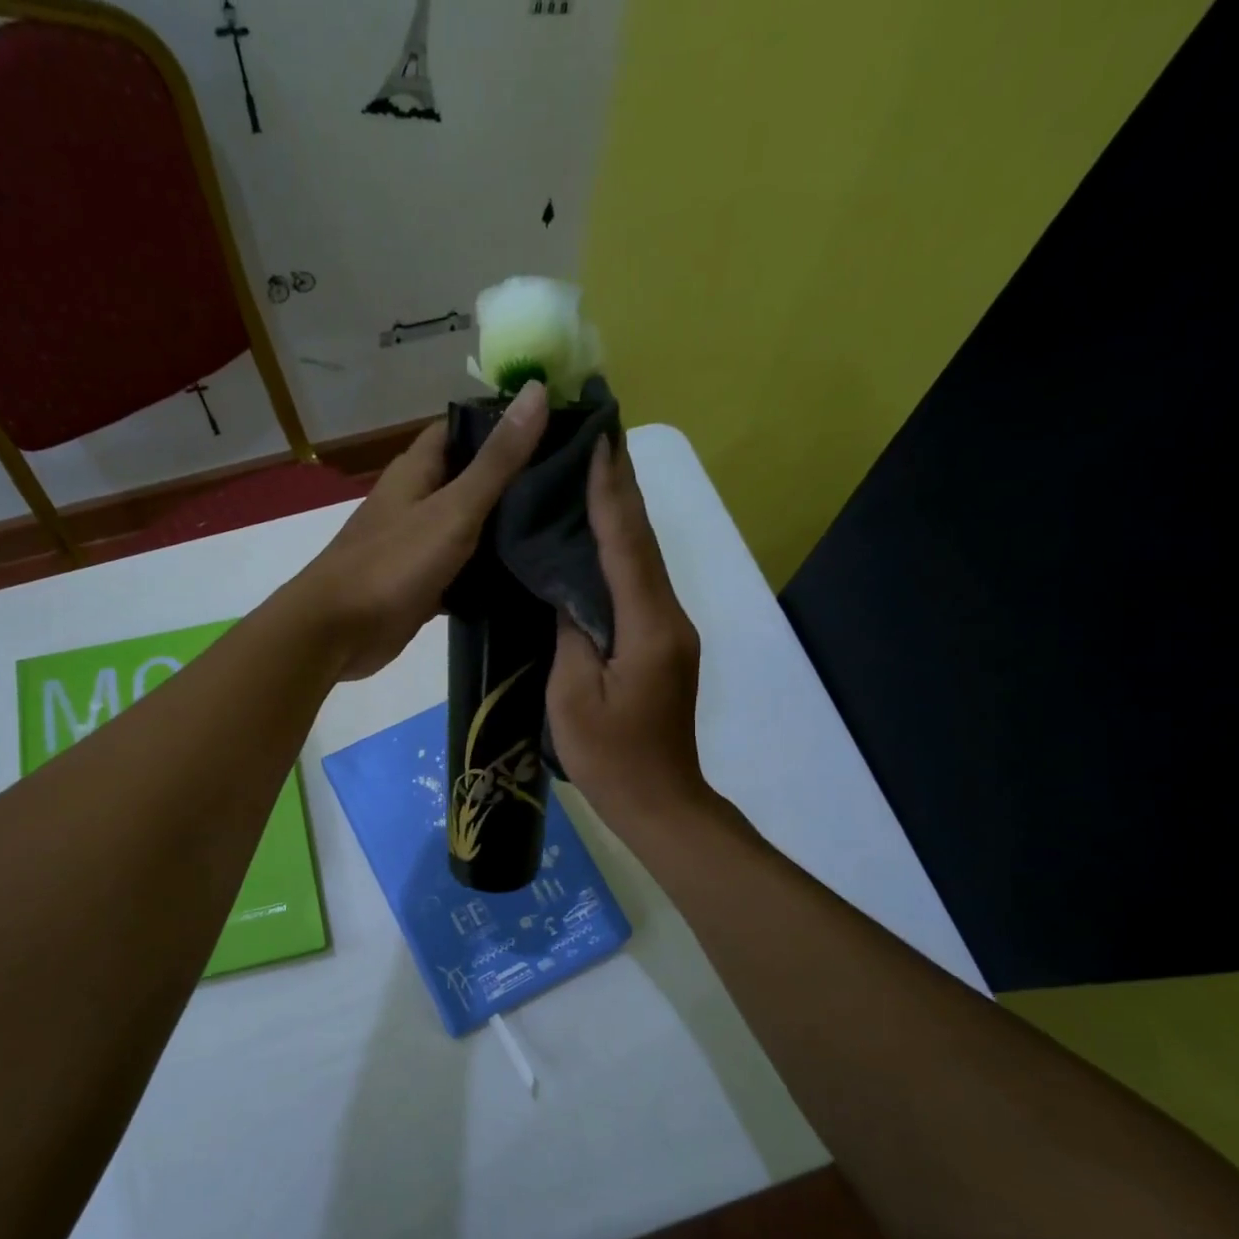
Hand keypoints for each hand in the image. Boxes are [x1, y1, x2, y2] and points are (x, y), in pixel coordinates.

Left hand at [290, 381, 549, 680]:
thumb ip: (497, 460)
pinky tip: (525, 576)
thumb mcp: (454, 508)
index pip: (463, 428)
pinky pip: (460, 570)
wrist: (339, 632)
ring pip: (467, 527)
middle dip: (513, 480)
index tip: (556, 428)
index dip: (504, 424)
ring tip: (559, 526)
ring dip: (502, 529)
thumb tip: (537, 389)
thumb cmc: (393, 564)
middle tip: (569, 484)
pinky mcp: (420, 583)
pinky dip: (485, 573)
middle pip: (469, 478)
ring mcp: (416, 544)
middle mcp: (415, 500)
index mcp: (417, 469)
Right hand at [547, 437, 710, 834]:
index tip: (599, 441)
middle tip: (597, 437)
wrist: (658, 800)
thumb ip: (571, 633)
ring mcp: (671, 630)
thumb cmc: (609, 756)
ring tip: (593, 472)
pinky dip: (620, 552)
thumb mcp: (572, 696)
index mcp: (647, 627)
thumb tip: (567, 587)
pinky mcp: (664, 644)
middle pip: (644, 542)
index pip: (627, 545)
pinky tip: (599, 539)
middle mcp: (669, 617)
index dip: (611, 493)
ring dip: (622, 516)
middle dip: (622, 488)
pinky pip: (640, 586)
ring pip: (645, 561)